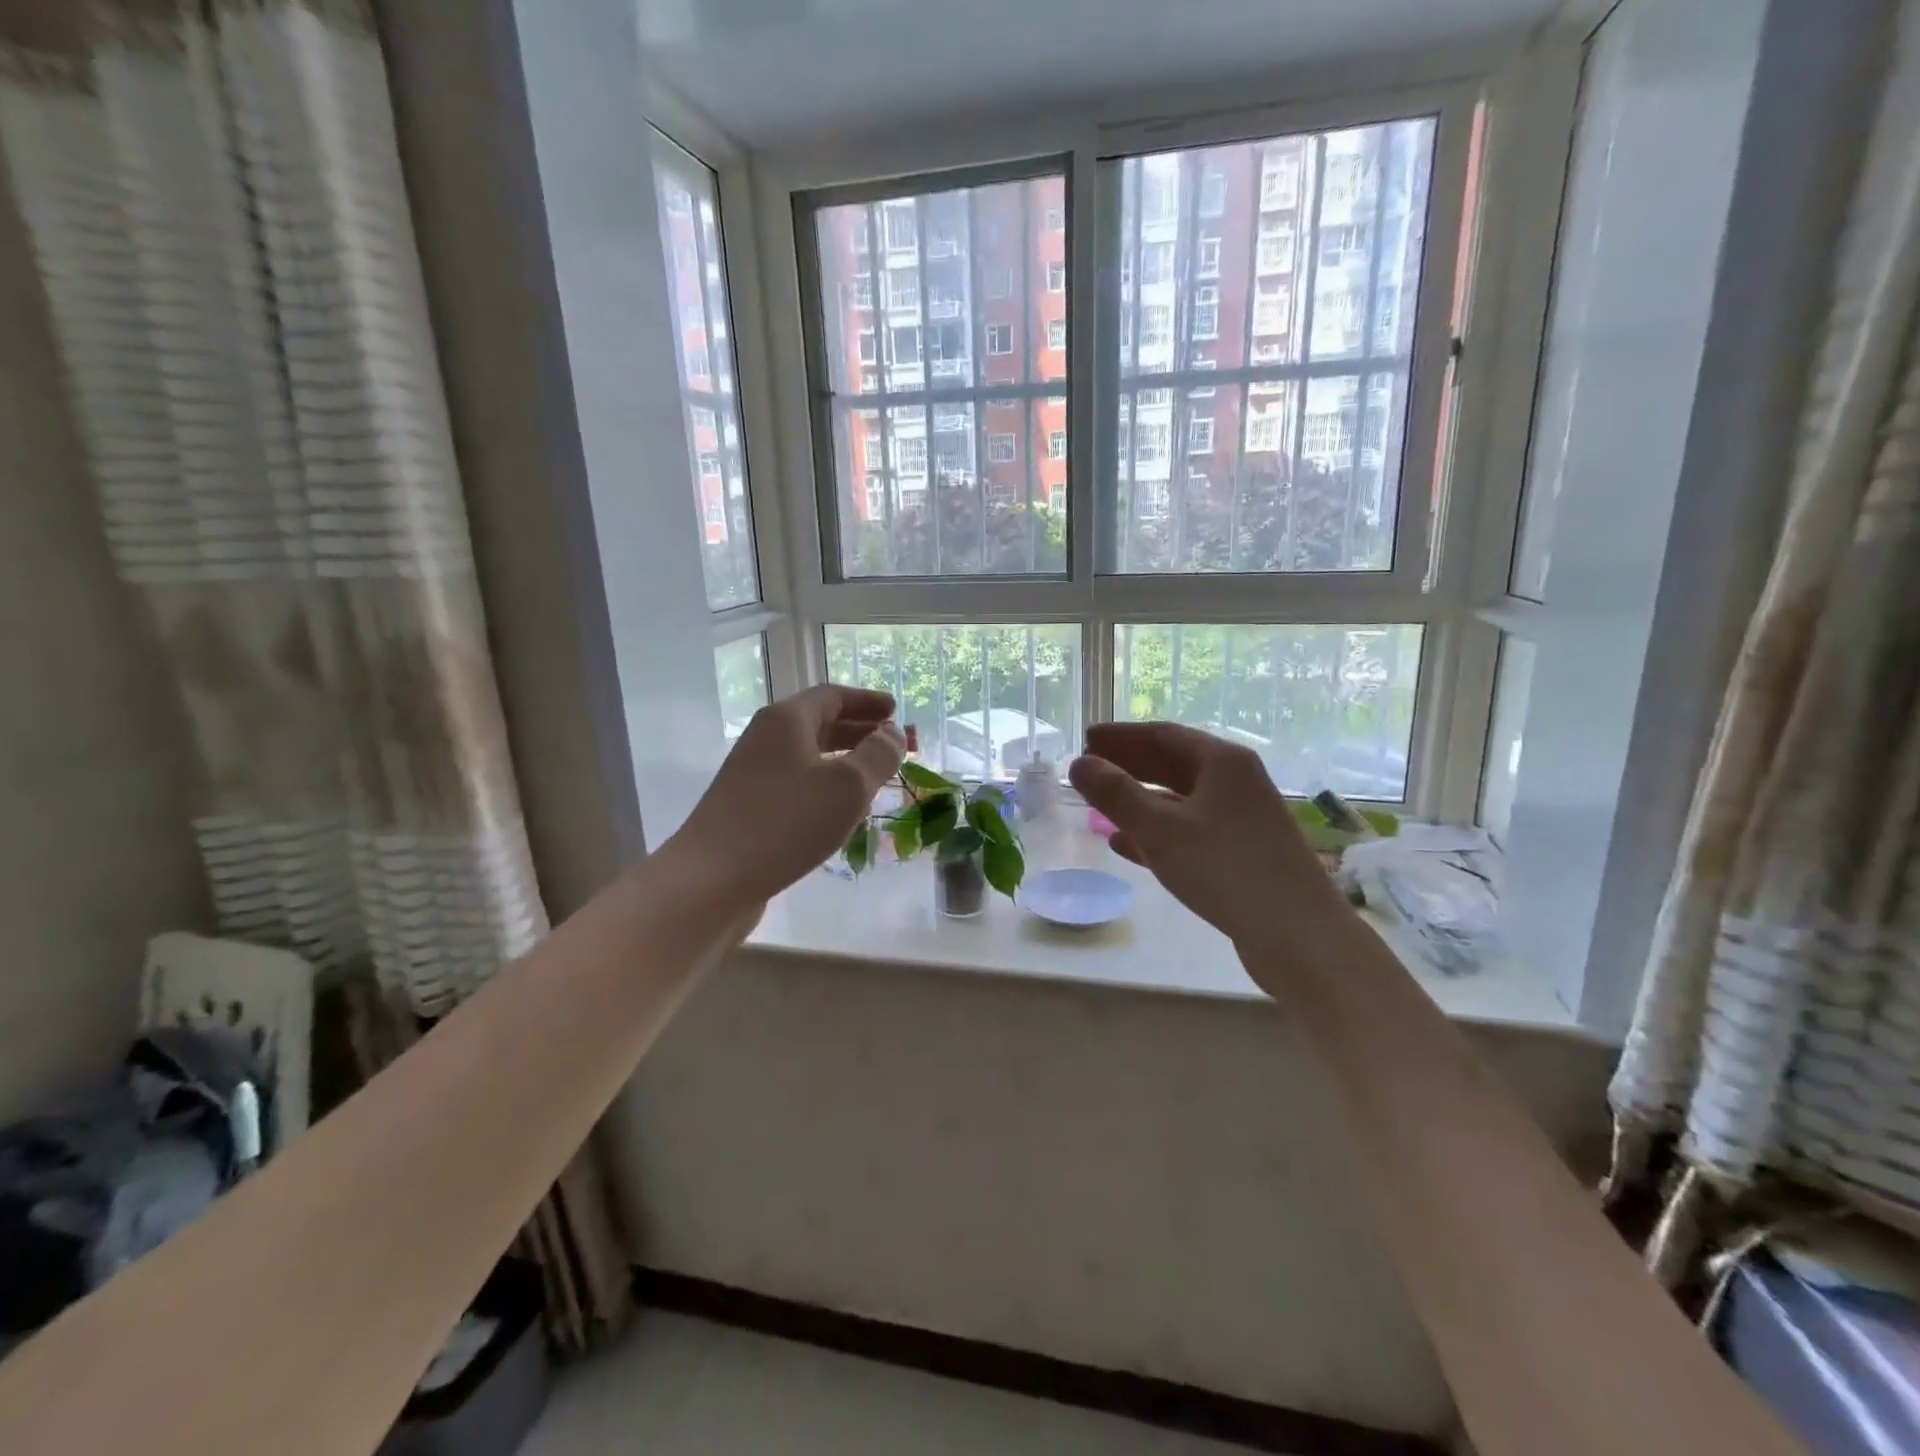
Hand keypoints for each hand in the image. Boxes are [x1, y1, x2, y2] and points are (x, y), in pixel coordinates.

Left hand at [666, 685, 905, 907]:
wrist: (711, 878)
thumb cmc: (786, 822)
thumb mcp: (847, 786)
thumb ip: (877, 755)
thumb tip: (893, 733)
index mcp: (787, 720)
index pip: (832, 696)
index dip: (867, 701)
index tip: (896, 710)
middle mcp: (766, 739)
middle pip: (819, 723)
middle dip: (859, 730)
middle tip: (893, 744)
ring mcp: (752, 774)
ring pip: (807, 756)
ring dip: (843, 760)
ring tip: (874, 777)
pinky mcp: (748, 807)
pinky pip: (796, 783)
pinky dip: (824, 785)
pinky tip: (840, 810)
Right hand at [1069, 722, 1357, 959]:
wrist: (1298, 935)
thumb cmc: (1224, 869)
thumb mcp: (1160, 829)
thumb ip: (1116, 794)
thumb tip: (1080, 764)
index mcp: (1223, 762)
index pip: (1163, 735)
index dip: (1121, 736)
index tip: (1087, 738)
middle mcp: (1236, 782)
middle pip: (1173, 763)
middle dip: (1129, 765)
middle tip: (1089, 768)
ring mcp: (1243, 819)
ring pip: (1181, 800)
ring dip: (1140, 800)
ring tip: (1100, 805)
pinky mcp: (1243, 853)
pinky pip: (1190, 830)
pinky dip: (1157, 832)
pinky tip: (1126, 846)